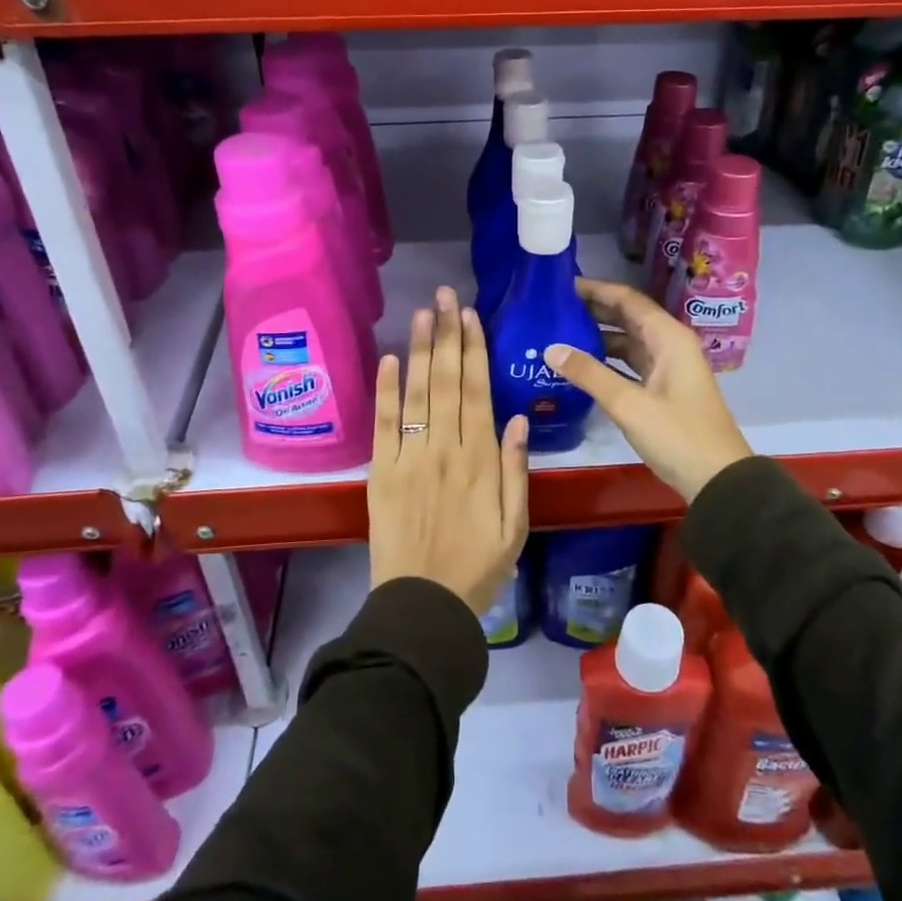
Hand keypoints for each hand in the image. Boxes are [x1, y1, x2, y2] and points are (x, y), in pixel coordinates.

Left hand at [368, 286, 529, 615]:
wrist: (423, 605)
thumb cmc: (478, 567)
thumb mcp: (516, 525)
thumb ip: (517, 470)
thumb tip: (519, 417)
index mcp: (480, 461)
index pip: (476, 392)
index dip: (474, 350)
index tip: (470, 316)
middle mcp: (445, 450)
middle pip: (445, 381)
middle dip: (447, 334)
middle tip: (446, 295)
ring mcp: (409, 458)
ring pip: (416, 394)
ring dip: (419, 350)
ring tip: (423, 312)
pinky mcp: (381, 472)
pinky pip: (383, 425)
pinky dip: (385, 390)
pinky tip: (387, 359)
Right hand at [545, 277, 750, 502]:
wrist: (717, 480)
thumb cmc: (677, 436)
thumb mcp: (629, 404)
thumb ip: (589, 374)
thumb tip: (550, 348)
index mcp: (668, 338)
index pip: (627, 300)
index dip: (595, 290)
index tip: (561, 285)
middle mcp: (669, 345)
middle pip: (627, 317)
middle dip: (593, 310)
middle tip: (552, 308)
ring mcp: (667, 368)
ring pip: (627, 341)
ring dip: (597, 335)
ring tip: (558, 332)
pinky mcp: (662, 389)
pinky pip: (630, 363)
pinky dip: (606, 360)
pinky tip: (579, 365)